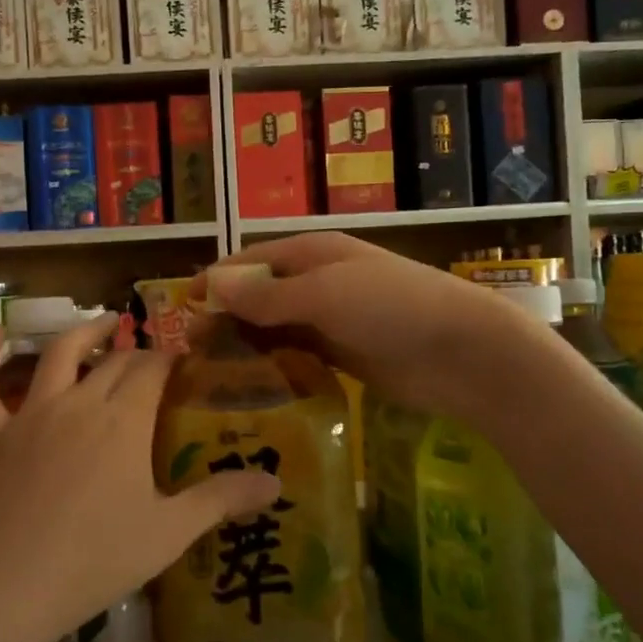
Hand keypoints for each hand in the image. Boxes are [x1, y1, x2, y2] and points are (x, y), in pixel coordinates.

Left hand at [0, 315, 281, 641]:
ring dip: (83, 334)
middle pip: (114, 363)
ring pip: (58, 356)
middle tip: (153, 361)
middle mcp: (80, 403)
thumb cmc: (96, 560)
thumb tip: (276, 483)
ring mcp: (31, 415)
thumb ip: (222, 500)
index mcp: (124, 420)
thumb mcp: (169, 532)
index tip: (184, 362)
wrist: (7, 588)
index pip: (153, 370)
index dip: (170, 360)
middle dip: (137, 354)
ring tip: (103, 323)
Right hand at [201, 233, 550, 419]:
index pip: (251, 262)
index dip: (215, 282)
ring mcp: (331, 320)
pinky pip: (297, 355)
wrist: (461, 352)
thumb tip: (213, 283)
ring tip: (210, 375)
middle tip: (191, 353)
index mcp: (312, 254)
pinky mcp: (343, 355)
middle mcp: (317, 282)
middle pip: (259, 296)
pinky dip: (273, 365)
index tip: (181, 309)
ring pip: (275, 328)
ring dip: (246, 345)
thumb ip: (269, 295)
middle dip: (226, 318)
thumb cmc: (392, 309)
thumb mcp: (325, 294)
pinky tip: (251, 387)